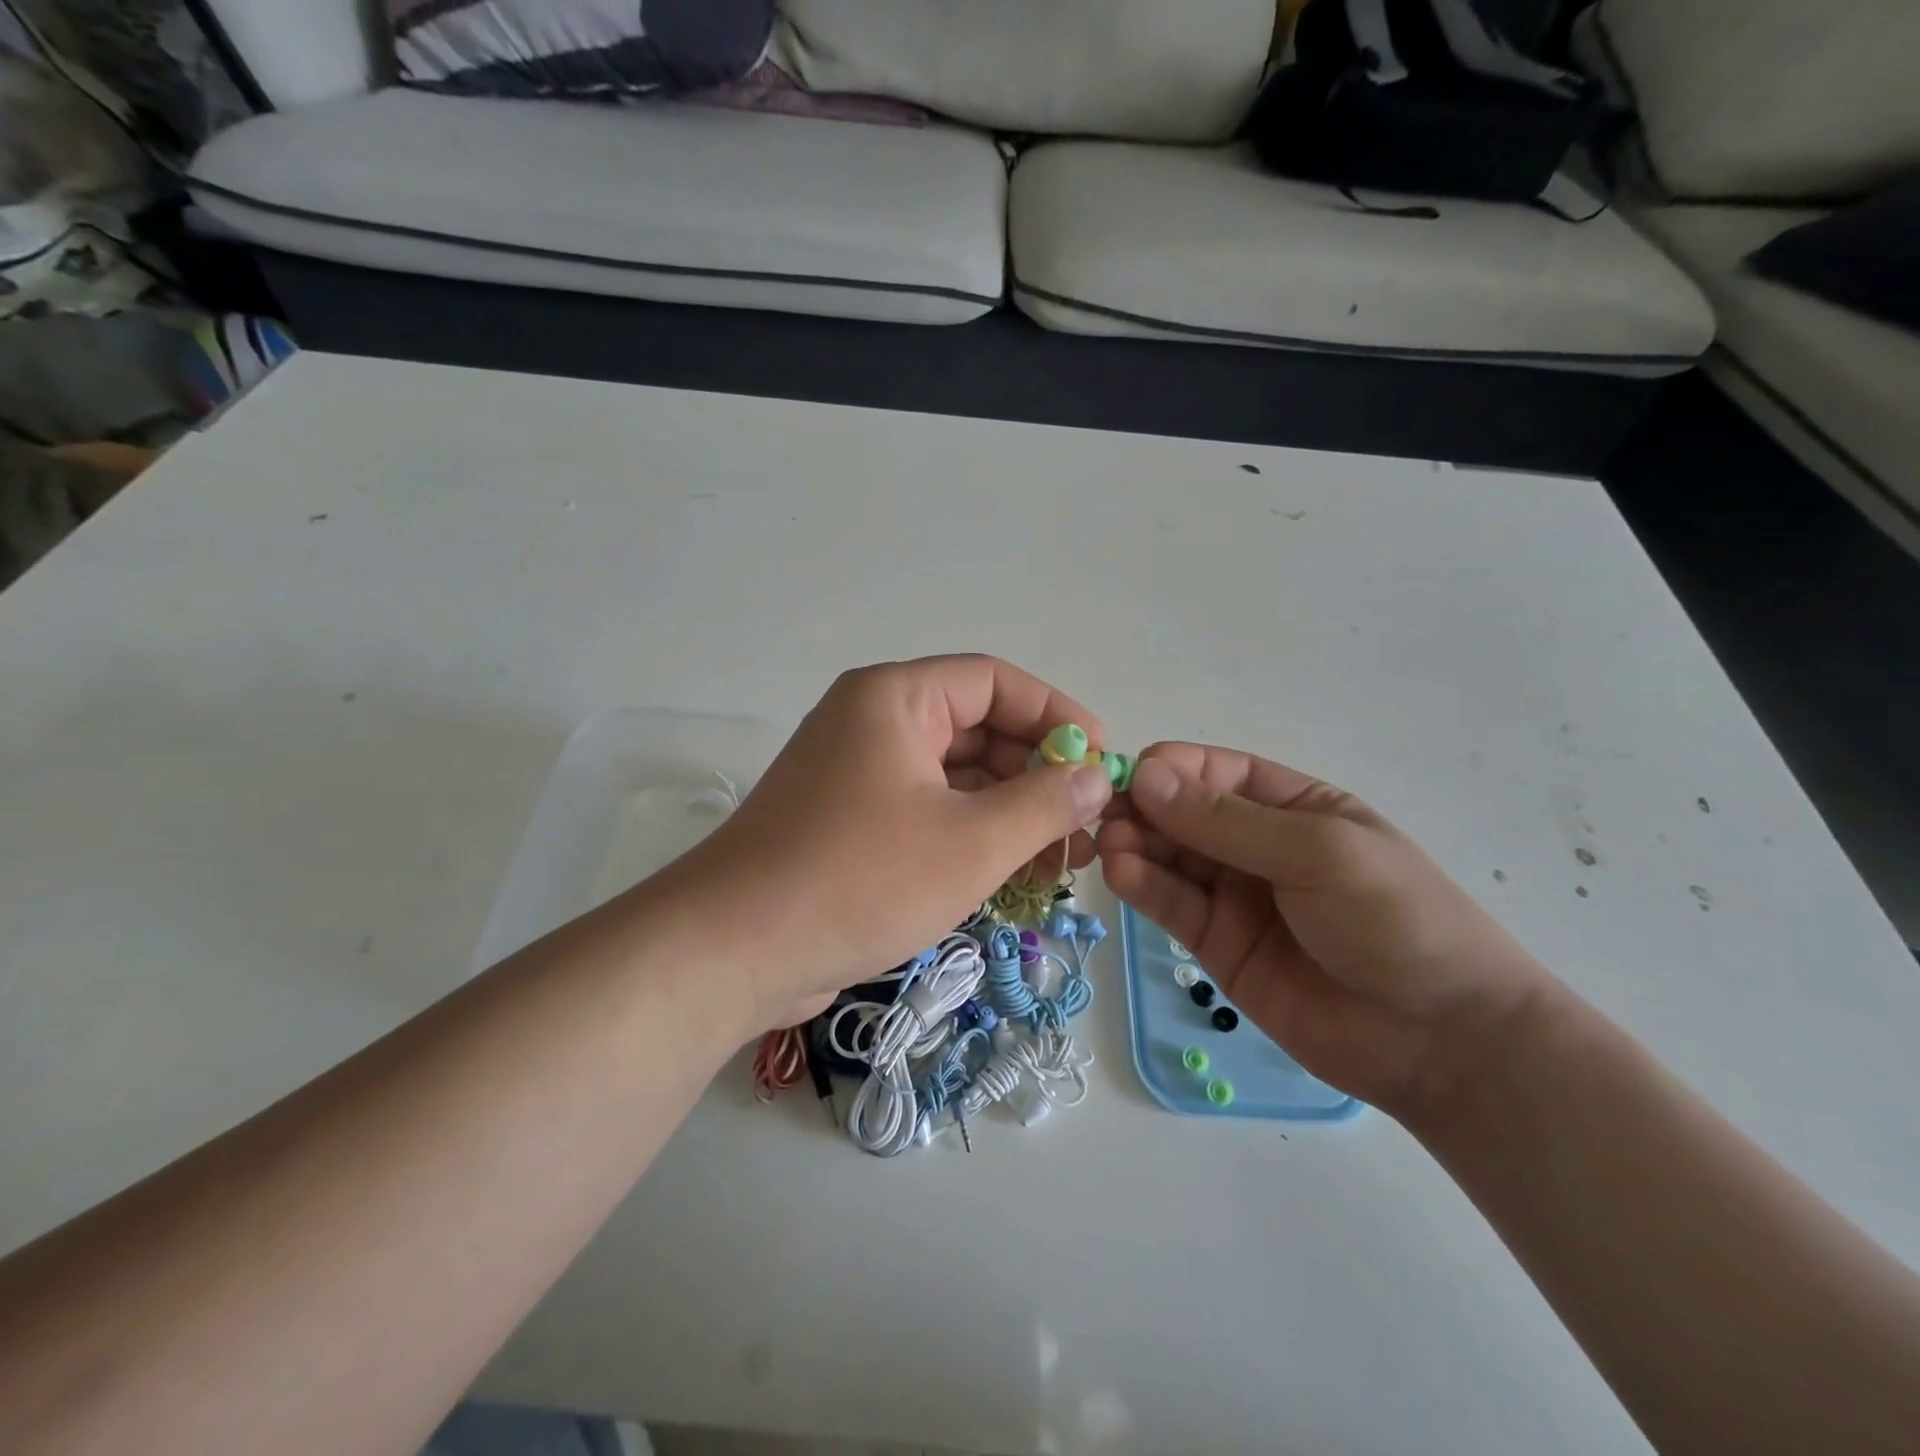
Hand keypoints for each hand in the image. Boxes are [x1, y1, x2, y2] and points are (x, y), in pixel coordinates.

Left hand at [670, 656, 1113, 1033]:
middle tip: (1088, 823)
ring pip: (952, 778)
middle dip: (1036, 774)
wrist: (733, 952)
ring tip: (1062, 858)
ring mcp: (856, 776)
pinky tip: (1011, 875)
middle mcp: (872, 724)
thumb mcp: (971, 842)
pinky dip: (970, 836)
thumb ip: (1044, 803)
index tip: (1103, 759)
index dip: (1056, 714)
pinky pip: (926, 813)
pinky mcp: (848, 826)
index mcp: (895, 699)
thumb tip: (1097, 777)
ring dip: (1008, 812)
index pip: (994, 681)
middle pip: (975, 729)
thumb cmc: (859, 879)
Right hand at [1098, 745, 1550, 1117]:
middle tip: (1103, 816)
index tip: (1127, 776)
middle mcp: (1255, 845)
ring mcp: (1234, 896)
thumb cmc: (1396, 919)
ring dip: (1134, 846)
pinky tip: (1120, 875)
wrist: (1442, 1040)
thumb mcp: (1318, 852)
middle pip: (1181, 814)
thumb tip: (1145, 776)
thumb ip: (1227, 821)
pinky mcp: (1216, 944)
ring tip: (1109, 847)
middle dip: (1142, 809)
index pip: (1214, 773)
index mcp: (1291, 806)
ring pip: (1168, 858)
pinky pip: (1171, 905)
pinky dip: (1142, 887)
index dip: (1169, 770)